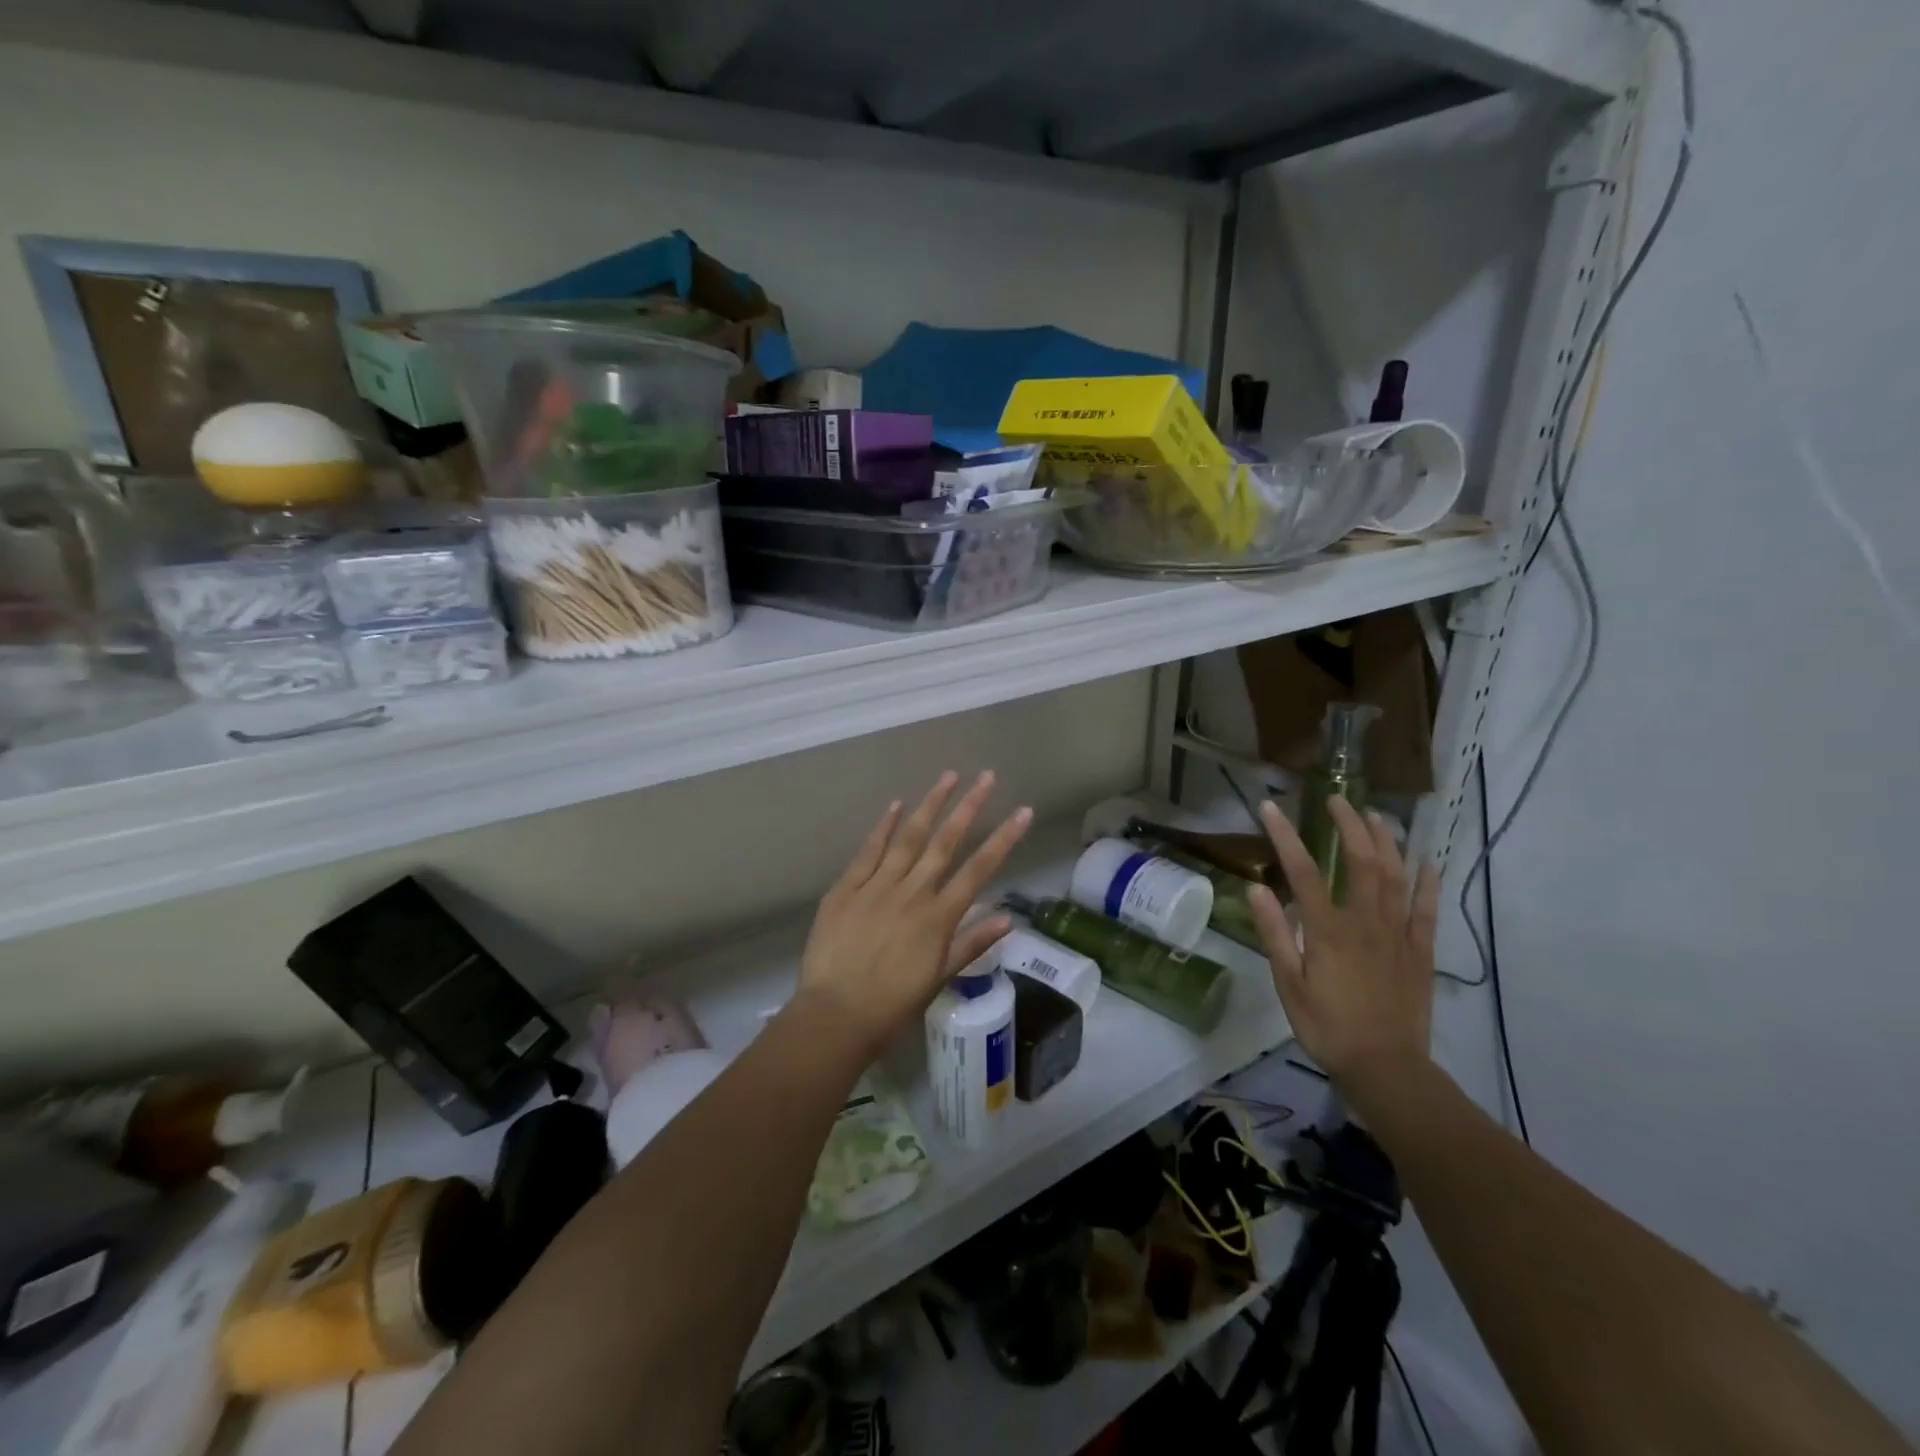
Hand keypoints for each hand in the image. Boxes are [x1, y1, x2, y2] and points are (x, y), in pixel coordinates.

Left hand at [796, 771, 1032, 1057]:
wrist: (836, 1015)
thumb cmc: (893, 1004)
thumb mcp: (940, 977)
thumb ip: (972, 943)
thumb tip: (1008, 916)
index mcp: (938, 917)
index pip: (979, 869)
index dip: (1004, 839)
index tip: (1022, 811)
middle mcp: (912, 893)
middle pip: (945, 842)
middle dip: (969, 807)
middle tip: (986, 776)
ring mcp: (877, 886)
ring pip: (909, 838)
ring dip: (930, 805)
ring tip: (948, 777)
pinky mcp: (846, 888)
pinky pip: (868, 851)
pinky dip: (883, 826)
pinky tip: (896, 804)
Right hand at [1247, 795, 1440, 1090]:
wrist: (1385, 1067)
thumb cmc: (1327, 1025)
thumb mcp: (1288, 983)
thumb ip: (1275, 933)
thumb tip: (1257, 888)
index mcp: (1328, 929)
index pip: (1303, 871)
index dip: (1285, 835)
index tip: (1270, 808)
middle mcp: (1366, 921)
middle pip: (1360, 861)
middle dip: (1348, 825)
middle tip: (1337, 799)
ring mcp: (1398, 934)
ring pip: (1396, 876)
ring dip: (1386, 842)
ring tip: (1376, 816)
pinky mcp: (1421, 951)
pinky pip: (1427, 910)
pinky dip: (1428, 883)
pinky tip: (1427, 861)